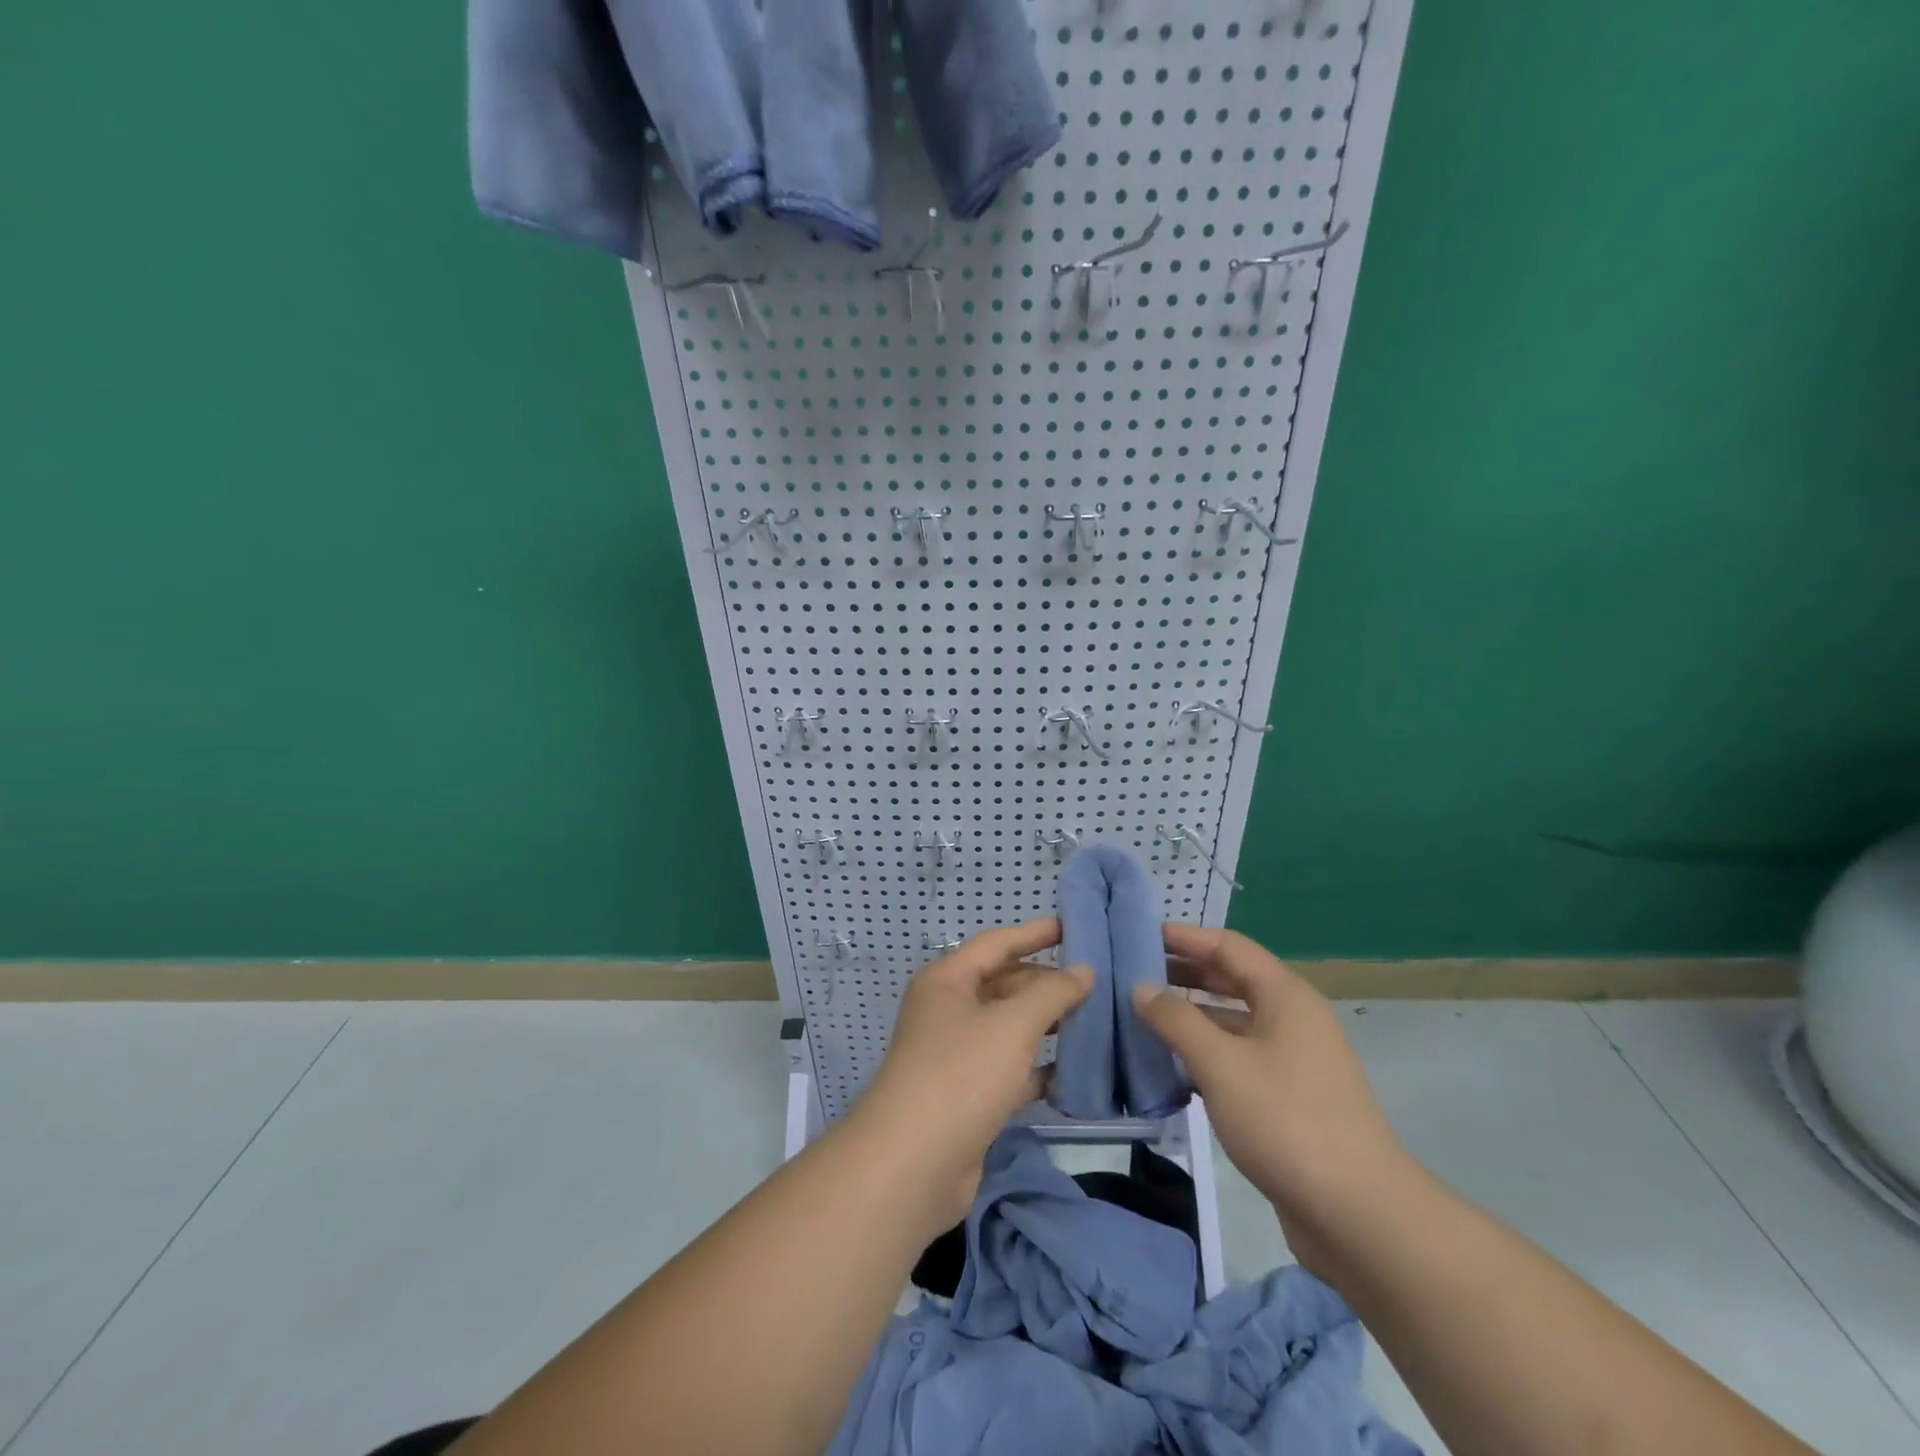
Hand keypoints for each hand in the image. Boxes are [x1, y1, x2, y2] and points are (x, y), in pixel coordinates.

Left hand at [857, 919, 1091, 1227]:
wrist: (913, 1164)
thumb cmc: (961, 1073)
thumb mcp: (1012, 1024)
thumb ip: (1052, 993)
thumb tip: (1083, 971)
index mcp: (948, 981)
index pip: (997, 943)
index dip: (1036, 933)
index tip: (1076, 926)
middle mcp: (949, 1011)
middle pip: (1005, 985)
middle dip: (1048, 983)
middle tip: (1098, 981)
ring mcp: (958, 1056)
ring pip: (1010, 1029)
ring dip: (1048, 1026)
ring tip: (1097, 1020)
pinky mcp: (970, 1097)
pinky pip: (1012, 1070)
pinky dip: (1040, 1069)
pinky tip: (1076, 1072)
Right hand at [1132, 925, 1413, 1270]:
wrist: (1359, 1214)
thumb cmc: (1287, 1121)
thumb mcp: (1220, 1064)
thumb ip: (1176, 1020)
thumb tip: (1141, 987)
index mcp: (1285, 996)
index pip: (1229, 947)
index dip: (1186, 937)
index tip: (1142, 935)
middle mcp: (1293, 1019)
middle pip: (1233, 980)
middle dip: (1186, 973)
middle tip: (1136, 973)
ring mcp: (1295, 1060)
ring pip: (1235, 1022)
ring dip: (1193, 1015)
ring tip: (1145, 1015)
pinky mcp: (1290, 1098)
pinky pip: (1240, 1058)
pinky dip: (1207, 1053)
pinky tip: (1173, 1066)